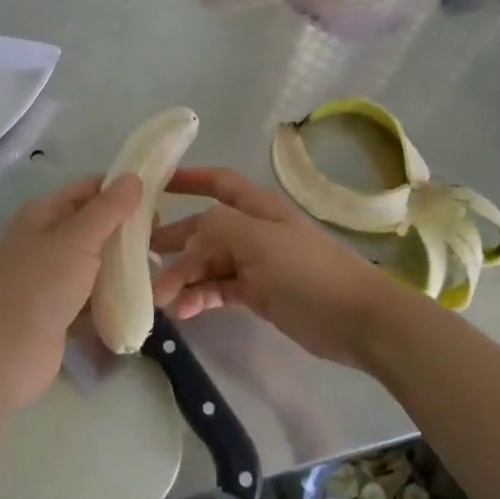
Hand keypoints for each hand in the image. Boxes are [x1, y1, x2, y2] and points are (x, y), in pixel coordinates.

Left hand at [0, 173, 142, 408]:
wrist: (3, 356)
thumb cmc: (39, 288)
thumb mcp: (77, 240)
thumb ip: (108, 209)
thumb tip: (134, 176)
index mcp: (44, 213)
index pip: (90, 189)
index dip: (123, 191)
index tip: (161, 201)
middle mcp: (47, 238)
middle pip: (97, 224)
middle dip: (129, 230)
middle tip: (164, 240)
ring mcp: (53, 274)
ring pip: (98, 259)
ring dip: (125, 263)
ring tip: (160, 268)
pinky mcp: (62, 306)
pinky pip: (95, 290)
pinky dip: (115, 291)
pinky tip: (142, 295)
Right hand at [149, 166, 392, 369]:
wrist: (357, 319)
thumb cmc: (310, 271)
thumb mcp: (261, 241)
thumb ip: (220, 227)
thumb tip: (190, 231)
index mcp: (258, 208)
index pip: (218, 182)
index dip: (187, 178)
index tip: (153, 184)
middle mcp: (254, 231)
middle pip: (205, 229)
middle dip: (175, 242)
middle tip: (142, 260)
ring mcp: (256, 264)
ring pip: (208, 263)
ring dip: (184, 277)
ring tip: (161, 299)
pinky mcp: (258, 294)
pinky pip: (220, 289)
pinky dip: (200, 297)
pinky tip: (185, 312)